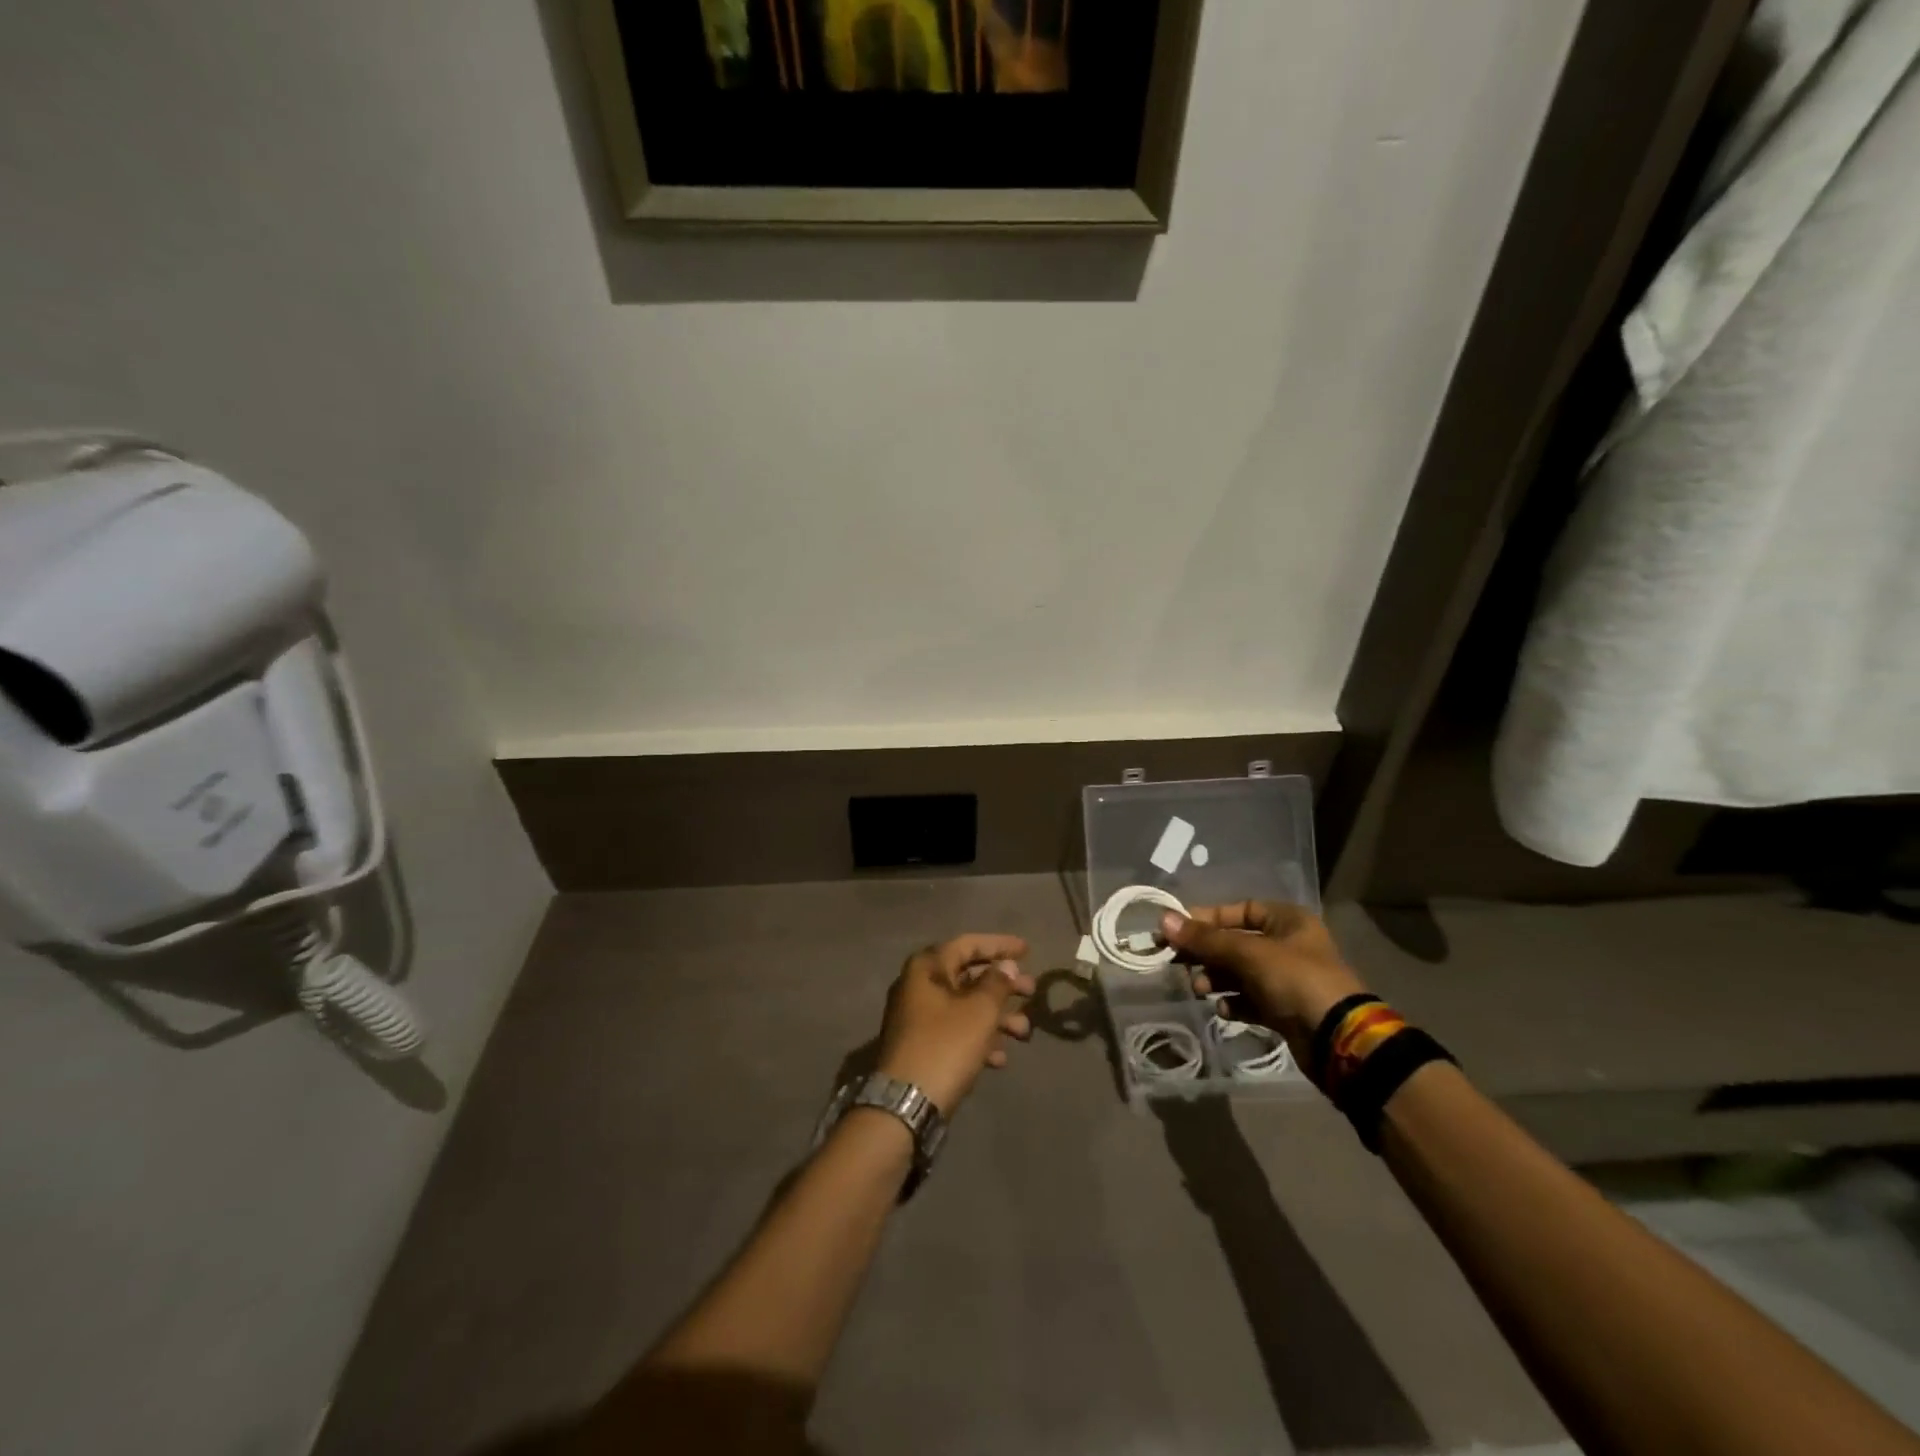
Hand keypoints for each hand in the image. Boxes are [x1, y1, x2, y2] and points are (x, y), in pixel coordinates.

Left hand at [875, 934, 1035, 1115]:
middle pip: (968, 976)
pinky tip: (1001, 1058)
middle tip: (1032, 991)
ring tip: (1025, 1032)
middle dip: (1003, 984)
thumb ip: (997, 983)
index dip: (999, 945)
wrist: (905, 1104)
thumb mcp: (979, 1011)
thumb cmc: (945, 1046)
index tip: (1028, 950)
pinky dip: (979, 1038)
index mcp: (927, 968)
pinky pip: (956, 1032)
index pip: (967, 944)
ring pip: (965, 1007)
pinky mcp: (921, 1046)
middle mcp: (919, 986)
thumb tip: (1006, 965)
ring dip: (997, 1016)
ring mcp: (918, 1018)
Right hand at [1159, 902, 1366, 1064]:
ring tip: (1200, 989)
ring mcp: (1287, 979)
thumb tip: (1163, 920)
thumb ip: (1205, 938)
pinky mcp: (1284, 1010)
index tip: (1178, 930)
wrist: (1338, 1040)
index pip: (1239, 910)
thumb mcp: (1247, 953)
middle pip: (1235, 942)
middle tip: (1176, 961)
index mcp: (1287, 921)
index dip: (1207, 918)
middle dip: (1206, 953)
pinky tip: (1224, 1009)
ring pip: (1239, 972)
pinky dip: (1234, 1003)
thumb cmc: (1295, 980)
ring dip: (1215, 979)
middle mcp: (1288, 945)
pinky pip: (1250, 999)